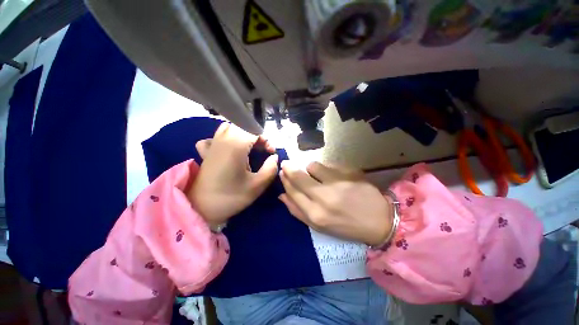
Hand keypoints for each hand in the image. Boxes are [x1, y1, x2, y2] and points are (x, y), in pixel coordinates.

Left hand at [187, 122, 277, 228]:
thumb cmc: (231, 197)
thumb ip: (270, 169)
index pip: (254, 130)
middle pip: (243, 126)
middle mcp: (223, 140)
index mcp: (236, 146)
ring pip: (230, 127)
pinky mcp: (207, 151)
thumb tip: (275, 157)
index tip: (271, 153)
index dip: (266, 139)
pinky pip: (216, 136)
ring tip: (250, 147)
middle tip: (263, 150)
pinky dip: (226, 137)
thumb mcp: (257, 186)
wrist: (200, 209)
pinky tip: (230, 147)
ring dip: (244, 134)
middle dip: (257, 136)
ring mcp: (213, 144)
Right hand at [279, 161, 392, 245]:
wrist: (378, 220)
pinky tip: (333, 175)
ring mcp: (337, 183)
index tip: (282, 172)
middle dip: (290, 168)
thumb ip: (297, 211)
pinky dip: (326, 168)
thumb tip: (282, 195)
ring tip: (317, 175)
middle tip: (287, 164)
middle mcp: (324, 197)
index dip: (285, 180)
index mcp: (315, 214)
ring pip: (312, 166)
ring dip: (310, 169)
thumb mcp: (318, 226)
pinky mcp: (349, 173)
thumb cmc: (345, 225)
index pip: (292, 191)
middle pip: (299, 176)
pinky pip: (329, 164)